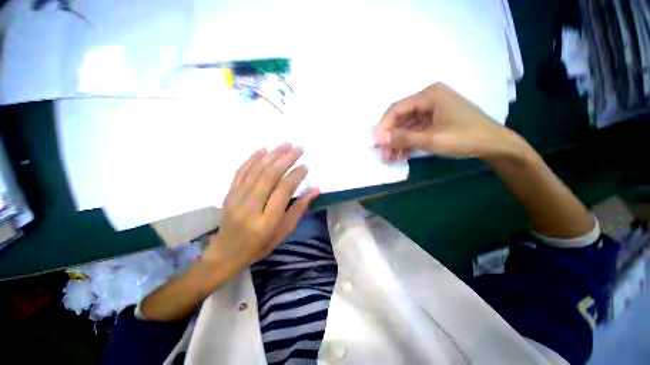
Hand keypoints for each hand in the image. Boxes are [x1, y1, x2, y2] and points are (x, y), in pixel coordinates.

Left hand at [203, 144, 318, 270]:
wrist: (226, 252)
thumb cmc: (260, 245)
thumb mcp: (283, 232)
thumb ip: (299, 209)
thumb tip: (315, 190)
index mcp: (267, 220)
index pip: (284, 190)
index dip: (296, 175)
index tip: (306, 165)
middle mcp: (250, 206)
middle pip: (270, 176)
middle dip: (286, 159)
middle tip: (299, 148)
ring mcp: (236, 198)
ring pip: (256, 170)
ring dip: (272, 154)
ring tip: (286, 144)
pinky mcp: (229, 193)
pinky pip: (241, 171)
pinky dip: (252, 158)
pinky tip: (263, 149)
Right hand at [374, 83, 523, 161]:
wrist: (494, 145)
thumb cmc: (465, 138)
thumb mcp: (431, 139)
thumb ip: (403, 138)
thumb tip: (378, 138)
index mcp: (429, 95)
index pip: (396, 109)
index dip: (383, 126)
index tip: (376, 143)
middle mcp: (428, 99)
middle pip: (400, 118)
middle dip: (391, 138)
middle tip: (384, 155)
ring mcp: (431, 110)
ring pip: (406, 126)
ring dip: (398, 142)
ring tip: (392, 159)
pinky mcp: (434, 120)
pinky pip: (415, 130)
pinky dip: (408, 142)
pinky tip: (403, 154)